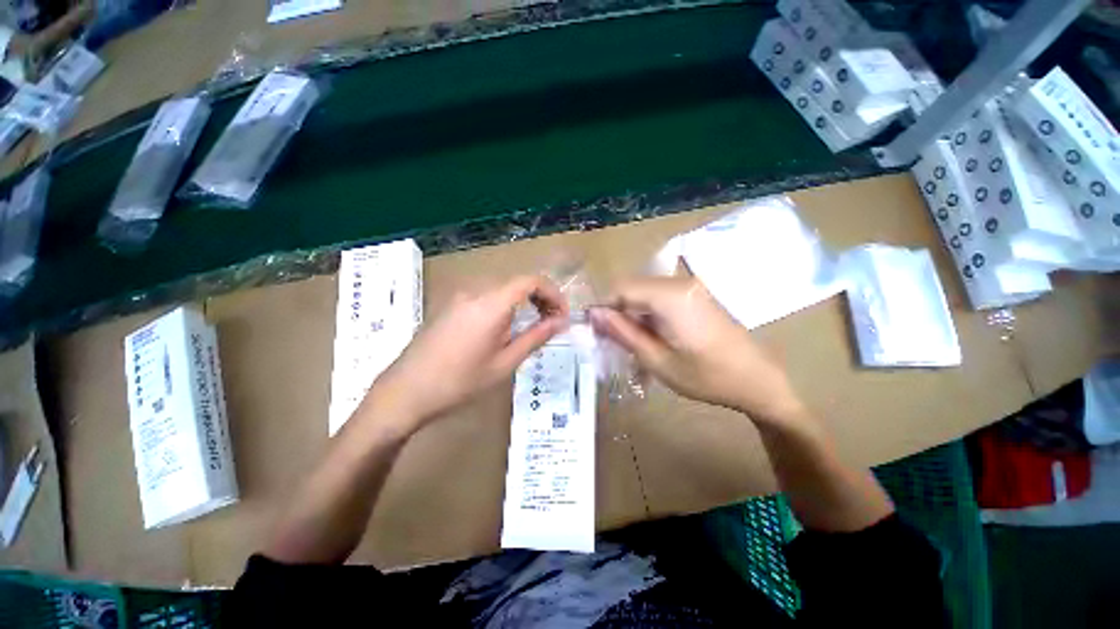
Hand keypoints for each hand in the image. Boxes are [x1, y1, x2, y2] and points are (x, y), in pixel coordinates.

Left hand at [362, 275, 569, 434]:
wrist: (405, 392)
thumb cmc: (460, 382)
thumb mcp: (505, 363)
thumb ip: (535, 337)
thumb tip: (561, 322)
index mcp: (491, 304)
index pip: (531, 281)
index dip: (553, 293)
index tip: (562, 315)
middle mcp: (475, 291)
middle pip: (517, 282)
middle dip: (541, 298)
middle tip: (552, 323)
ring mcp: (460, 297)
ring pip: (503, 289)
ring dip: (523, 301)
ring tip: (532, 326)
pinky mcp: (451, 305)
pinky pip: (486, 296)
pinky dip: (505, 305)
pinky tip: (505, 328)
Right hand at [590, 276, 803, 423]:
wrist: (758, 380)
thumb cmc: (708, 377)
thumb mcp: (657, 361)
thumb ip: (623, 333)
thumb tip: (594, 314)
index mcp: (670, 296)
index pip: (620, 289)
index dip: (604, 308)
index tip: (597, 333)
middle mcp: (679, 283)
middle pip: (631, 289)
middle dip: (617, 314)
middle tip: (613, 344)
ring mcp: (689, 287)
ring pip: (643, 294)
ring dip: (632, 316)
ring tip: (632, 346)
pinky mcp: (694, 295)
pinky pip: (658, 298)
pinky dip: (647, 316)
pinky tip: (651, 339)